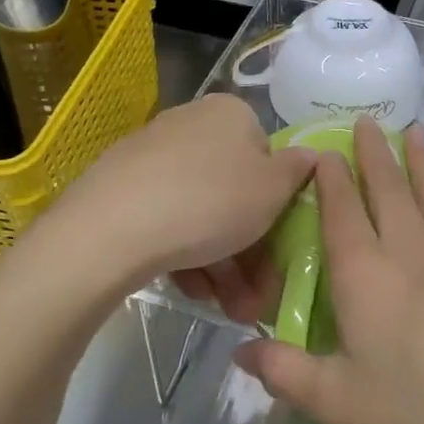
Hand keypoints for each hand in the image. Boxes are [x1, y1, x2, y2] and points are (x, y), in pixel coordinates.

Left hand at [44, 94, 315, 295]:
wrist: (111, 229)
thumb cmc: (210, 202)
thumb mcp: (272, 191)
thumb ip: (299, 171)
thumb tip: (313, 155)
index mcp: (231, 114)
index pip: (268, 158)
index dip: (279, 208)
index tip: (282, 253)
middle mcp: (191, 124)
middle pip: (234, 191)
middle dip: (251, 251)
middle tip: (257, 297)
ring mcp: (152, 155)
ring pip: (202, 211)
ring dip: (223, 263)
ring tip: (229, 309)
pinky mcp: (121, 187)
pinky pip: (168, 218)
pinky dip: (186, 254)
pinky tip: (193, 291)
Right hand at [234, 118, 423, 423]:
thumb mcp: (342, 404)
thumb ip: (287, 372)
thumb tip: (240, 350)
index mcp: (365, 274)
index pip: (342, 212)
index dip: (330, 179)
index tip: (324, 151)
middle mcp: (409, 250)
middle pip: (388, 188)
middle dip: (374, 152)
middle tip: (367, 120)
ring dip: (420, 159)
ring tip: (415, 130)